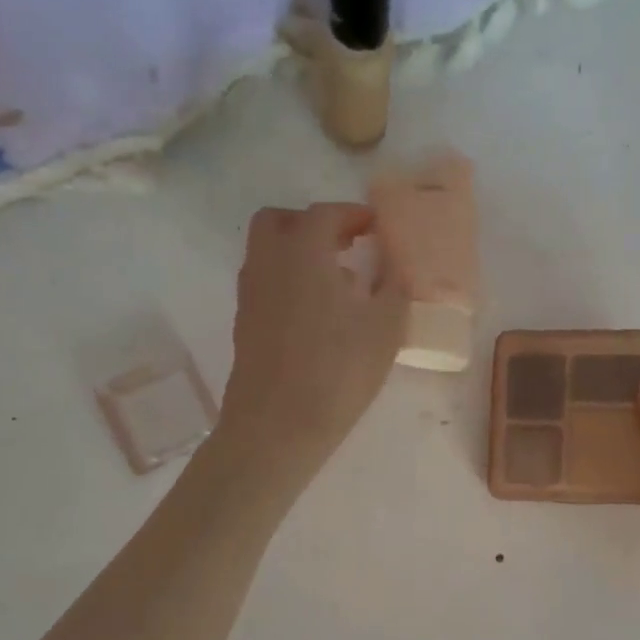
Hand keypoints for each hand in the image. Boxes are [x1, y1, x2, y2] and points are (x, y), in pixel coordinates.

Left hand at [216, 203, 406, 475]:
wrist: (278, 426)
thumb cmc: (338, 370)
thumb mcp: (385, 326)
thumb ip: (394, 285)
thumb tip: (394, 266)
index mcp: (303, 251)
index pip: (326, 214)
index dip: (354, 215)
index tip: (377, 227)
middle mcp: (268, 262)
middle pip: (280, 221)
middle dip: (313, 225)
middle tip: (346, 244)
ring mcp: (251, 294)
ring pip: (269, 253)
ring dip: (299, 253)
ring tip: (338, 282)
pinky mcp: (245, 324)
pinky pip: (266, 284)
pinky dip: (289, 282)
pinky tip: (318, 315)